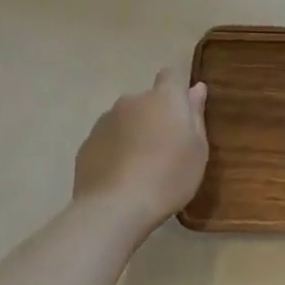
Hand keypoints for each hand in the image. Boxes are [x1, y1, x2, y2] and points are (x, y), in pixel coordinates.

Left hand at [72, 69, 209, 236]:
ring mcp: (105, 121)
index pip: (171, 75)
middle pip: (147, 101)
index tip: (183, 111)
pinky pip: (108, 141)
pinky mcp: (86, 144)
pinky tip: (120, 178)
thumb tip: (196, 88)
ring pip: (126, 120)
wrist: (114, 209)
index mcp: (164, 98)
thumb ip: (196, 115)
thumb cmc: (169, 176)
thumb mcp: (198, 149)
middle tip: (165, 149)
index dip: (177, 89)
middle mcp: (132, 101)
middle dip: (155, 116)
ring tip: (141, 167)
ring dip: (134, 133)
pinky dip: (115, 151)